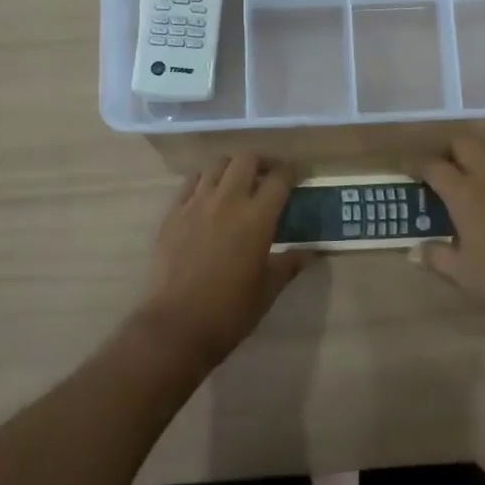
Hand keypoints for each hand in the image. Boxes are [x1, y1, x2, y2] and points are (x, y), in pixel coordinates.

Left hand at [136, 155, 305, 367]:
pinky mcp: (173, 212)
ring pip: (217, 165)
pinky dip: (205, 181)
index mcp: (257, 217)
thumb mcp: (268, 290)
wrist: (176, 325)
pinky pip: (191, 182)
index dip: (291, 172)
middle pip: (247, 159)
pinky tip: (209, 196)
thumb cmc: (230, 311)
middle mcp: (228, 200)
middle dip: (262, 162)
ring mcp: (196, 203)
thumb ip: (289, 264)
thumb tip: (311, 252)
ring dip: (233, 168)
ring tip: (238, 184)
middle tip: (268, 176)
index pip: (279, 178)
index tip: (297, 176)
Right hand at [416, 135, 484, 349]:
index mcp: (468, 195)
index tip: (404, 170)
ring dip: (470, 157)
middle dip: (445, 150)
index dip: (415, 164)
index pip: (434, 165)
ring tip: (459, 182)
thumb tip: (414, 250)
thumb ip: (435, 255)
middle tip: (434, 171)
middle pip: (464, 143)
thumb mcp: (462, 274)